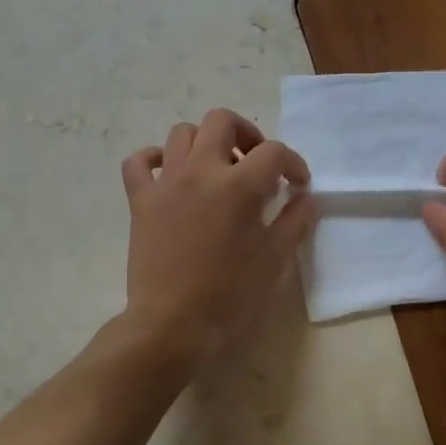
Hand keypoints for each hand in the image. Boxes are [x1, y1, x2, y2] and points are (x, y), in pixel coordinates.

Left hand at [120, 109, 316, 363]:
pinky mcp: (140, 199)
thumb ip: (294, 221)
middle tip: (255, 162)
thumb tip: (306, 198)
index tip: (297, 185)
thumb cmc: (230, 295)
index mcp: (239, 185)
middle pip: (222, 121)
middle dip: (246, 134)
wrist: (173, 324)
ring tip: (217, 169)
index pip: (273, 152)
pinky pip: (139, 161)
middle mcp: (200, 171)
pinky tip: (169, 173)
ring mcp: (166, 182)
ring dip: (205, 142)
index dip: (292, 163)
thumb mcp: (274, 259)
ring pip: (182, 133)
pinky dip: (154, 158)